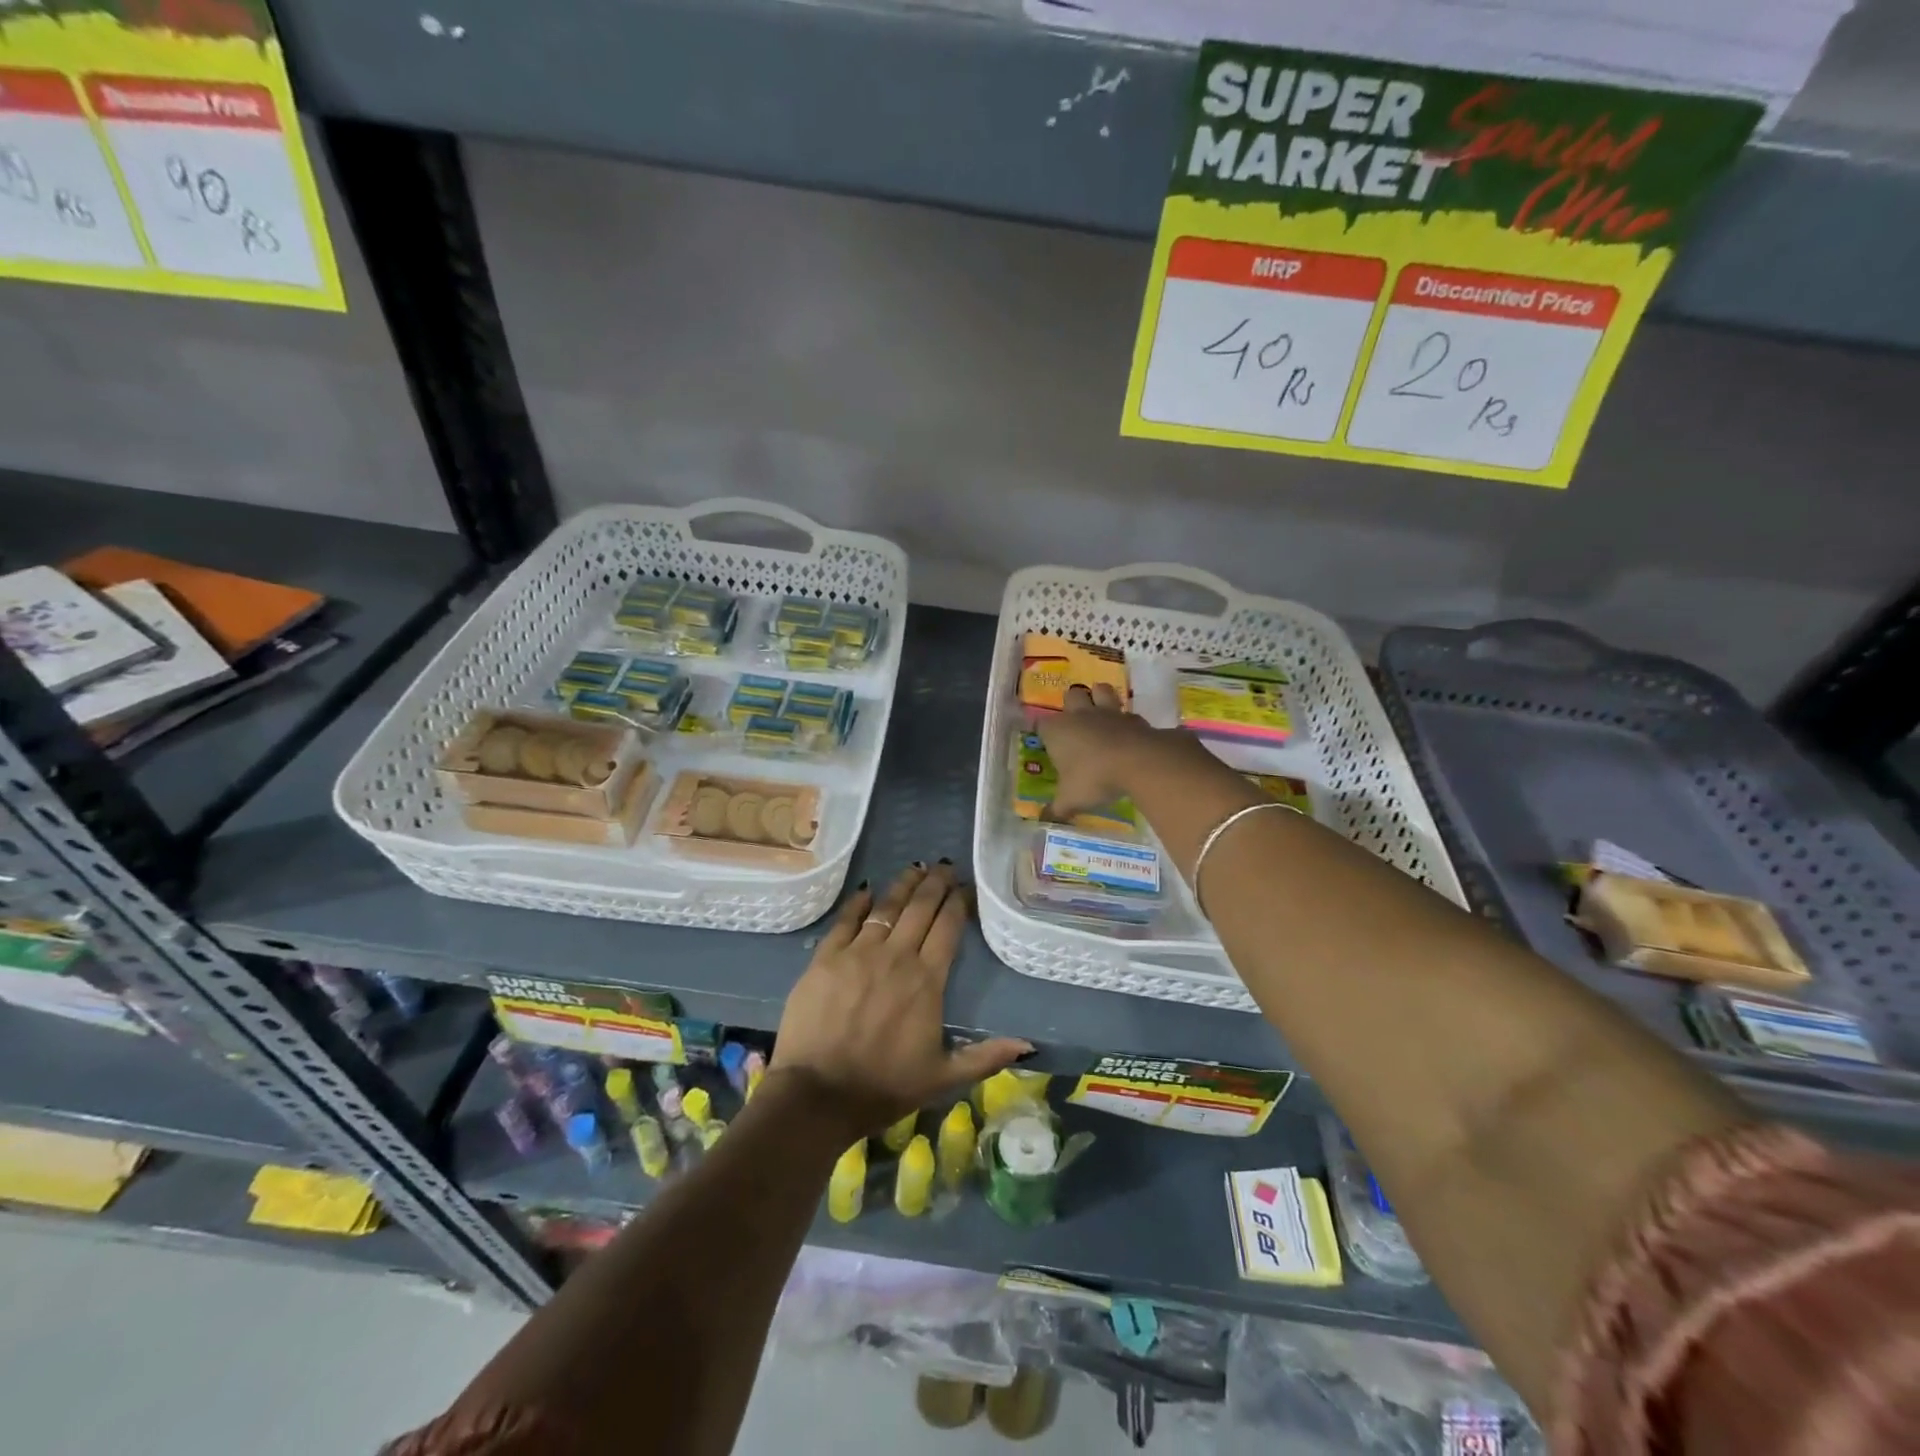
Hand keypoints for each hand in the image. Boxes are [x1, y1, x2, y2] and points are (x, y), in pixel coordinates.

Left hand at [772, 863, 1031, 1136]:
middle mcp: (896, 957)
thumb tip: (1029, 1044)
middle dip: (936, 883)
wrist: (818, 1095)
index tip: (966, 888)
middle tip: (945, 866)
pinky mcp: (825, 958)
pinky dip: (859, 902)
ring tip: (916, 868)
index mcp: (927, 981)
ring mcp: (858, 953)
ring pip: (887, 906)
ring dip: (904, 884)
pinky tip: (869, 890)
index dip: (958, 903)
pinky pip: (846, 920)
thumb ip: (985, 1057)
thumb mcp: (942, 1078)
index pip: (948, 928)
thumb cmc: (884, 1088)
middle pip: (920, 908)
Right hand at [1035, 683, 1197, 819]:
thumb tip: (1044, 819)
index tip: (1045, 741)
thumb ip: (1057, 808)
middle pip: (1072, 695)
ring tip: (1101, 712)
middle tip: (1075, 723)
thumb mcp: (1071, 799)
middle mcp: (1080, 715)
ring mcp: (1109, 713)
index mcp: (1057, 730)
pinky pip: (1127, 713)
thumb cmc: (1094, 778)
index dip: (1043, 731)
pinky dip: (1126, 720)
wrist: (1137, 762)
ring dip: (1100, 697)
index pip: (1041, 723)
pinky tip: (1128, 732)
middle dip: (1072, 704)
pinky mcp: (1134, 718)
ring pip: (1101, 690)